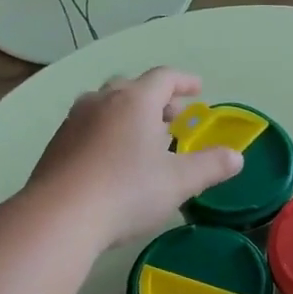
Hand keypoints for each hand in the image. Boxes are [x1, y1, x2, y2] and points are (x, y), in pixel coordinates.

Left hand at [28, 68, 243, 250]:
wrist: (59, 216)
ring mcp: (74, 122)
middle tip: (173, 116)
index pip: (164, 77)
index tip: (198, 89)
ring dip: (128, 115)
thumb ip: (210, 166)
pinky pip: (88, 127)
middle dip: (156, 99)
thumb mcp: (179, 182)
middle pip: (132, 88)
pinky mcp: (56, 145)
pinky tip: (112, 160)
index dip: (184, 81)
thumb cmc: (127, 192)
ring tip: (142, 138)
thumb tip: (236, 157)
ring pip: (106, 106)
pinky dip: (107, 133)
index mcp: (135, 101)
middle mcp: (102, 101)